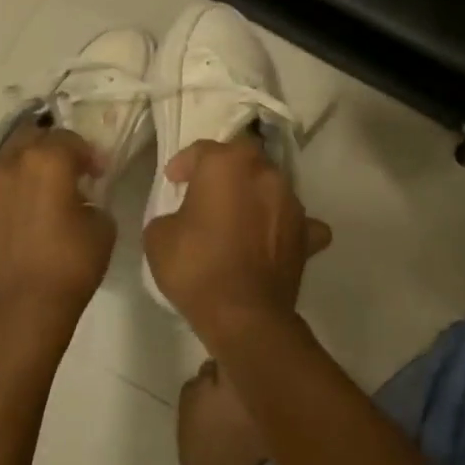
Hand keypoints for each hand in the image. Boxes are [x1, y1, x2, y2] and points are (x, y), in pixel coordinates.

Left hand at [0, 126, 115, 336]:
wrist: (24, 315)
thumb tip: (75, 199)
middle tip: (60, 179)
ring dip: (9, 173)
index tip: (94, 175)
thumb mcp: (102, 226)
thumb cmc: (70, 269)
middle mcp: (4, 166)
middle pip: (27, 139)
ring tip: (21, 198)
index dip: (85, 155)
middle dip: (47, 152)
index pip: (68, 139)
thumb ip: (88, 200)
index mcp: (46, 161)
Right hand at [141, 137, 331, 338]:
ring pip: (270, 186)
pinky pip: (295, 221)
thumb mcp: (159, 236)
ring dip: (254, 196)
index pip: (201, 151)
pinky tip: (273, 238)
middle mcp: (265, 173)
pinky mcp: (306, 232)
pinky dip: (283, 226)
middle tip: (205, 193)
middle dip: (224, 171)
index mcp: (228, 164)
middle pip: (242, 160)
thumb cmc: (197, 266)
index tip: (173, 180)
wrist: (244, 314)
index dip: (183, 164)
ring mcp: (291, 202)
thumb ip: (169, 214)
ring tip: (237, 216)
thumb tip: (181, 219)